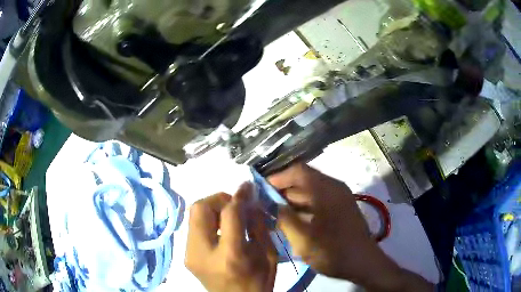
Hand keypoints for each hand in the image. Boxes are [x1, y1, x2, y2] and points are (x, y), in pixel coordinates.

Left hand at [185, 183, 276, 291]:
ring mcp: (190, 255)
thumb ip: (257, 224)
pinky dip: (207, 221)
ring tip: (228, 217)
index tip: (246, 187)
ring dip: (211, 209)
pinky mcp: (186, 256)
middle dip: (218, 199)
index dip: (239, 196)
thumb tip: (249, 200)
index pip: (230, 214)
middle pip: (200, 208)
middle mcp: (203, 253)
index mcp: (230, 256)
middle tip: (234, 205)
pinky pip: (193, 227)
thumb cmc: (259, 282)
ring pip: (193, 215)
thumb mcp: (267, 254)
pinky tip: (220, 230)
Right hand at [269, 164, 433, 291]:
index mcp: (326, 190)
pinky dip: (305, 207)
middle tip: (265, 202)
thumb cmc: (333, 251)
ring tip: (276, 212)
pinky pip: (319, 200)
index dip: (278, 177)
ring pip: (311, 191)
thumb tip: (273, 205)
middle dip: (284, 190)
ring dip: (294, 200)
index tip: (262, 188)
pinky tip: (293, 219)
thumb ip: (285, 219)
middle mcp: (334, 188)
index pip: (298, 171)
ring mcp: (340, 198)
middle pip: (305, 180)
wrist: (363, 263)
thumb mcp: (303, 239)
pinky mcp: (342, 208)